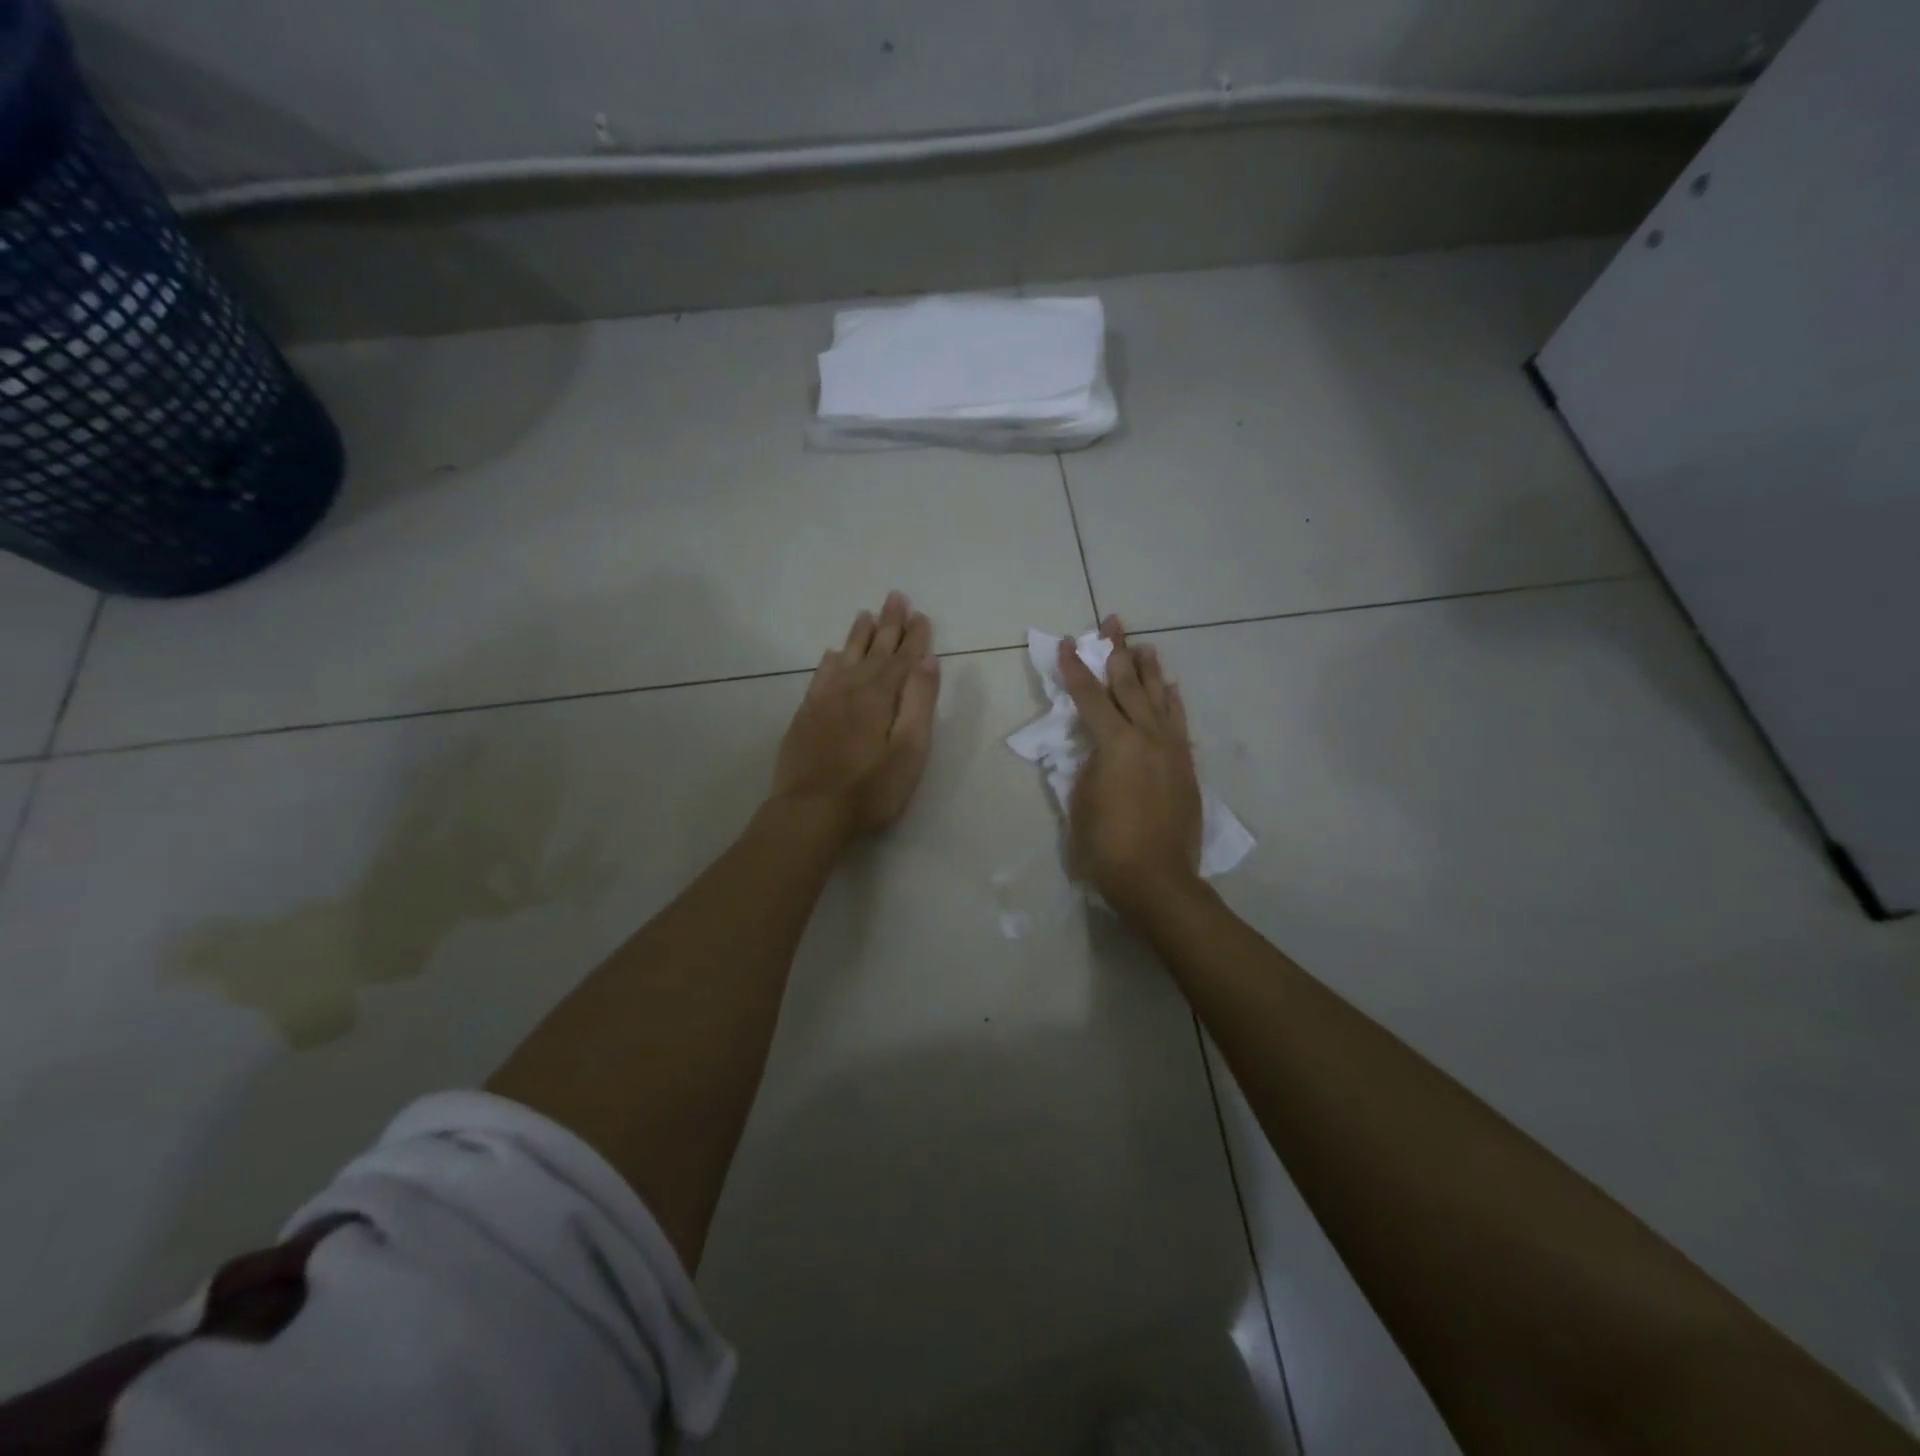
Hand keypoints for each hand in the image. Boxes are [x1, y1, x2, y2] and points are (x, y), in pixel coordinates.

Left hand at [771, 592, 940, 841]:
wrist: (810, 812)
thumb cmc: (870, 788)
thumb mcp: (909, 749)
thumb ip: (919, 702)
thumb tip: (927, 661)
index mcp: (880, 696)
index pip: (902, 658)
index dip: (914, 637)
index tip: (921, 614)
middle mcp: (852, 688)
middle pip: (874, 650)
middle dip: (889, 625)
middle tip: (896, 597)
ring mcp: (825, 701)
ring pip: (846, 657)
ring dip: (859, 636)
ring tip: (866, 614)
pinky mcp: (806, 716)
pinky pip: (821, 676)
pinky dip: (831, 662)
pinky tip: (833, 655)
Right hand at [1058, 616, 1203, 917]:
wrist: (1157, 879)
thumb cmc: (1106, 845)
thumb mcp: (1080, 800)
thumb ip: (1089, 764)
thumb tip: (1098, 749)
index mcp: (1115, 743)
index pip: (1089, 696)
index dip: (1074, 669)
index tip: (1066, 644)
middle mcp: (1147, 736)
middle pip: (1129, 685)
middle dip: (1117, 652)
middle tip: (1113, 622)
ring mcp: (1171, 749)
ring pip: (1160, 698)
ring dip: (1150, 670)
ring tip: (1144, 646)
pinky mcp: (1185, 766)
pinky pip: (1179, 723)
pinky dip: (1173, 702)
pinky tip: (1171, 690)